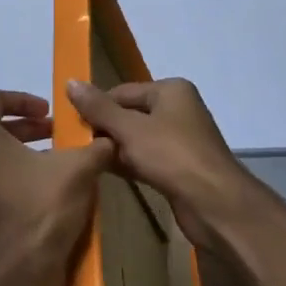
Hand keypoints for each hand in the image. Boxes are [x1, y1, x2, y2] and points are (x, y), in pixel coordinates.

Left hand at [0, 91, 113, 285]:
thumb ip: (94, 146)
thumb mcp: (80, 167)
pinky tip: (43, 191)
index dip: (23, 99)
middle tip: (56, 134)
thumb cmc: (44, 205)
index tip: (49, 113)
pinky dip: (13, 178)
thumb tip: (110, 139)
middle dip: (26, 129)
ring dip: (20, 154)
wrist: (23, 269)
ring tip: (54, 162)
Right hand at [64, 78, 254, 252]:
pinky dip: (128, 163)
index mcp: (170, 91)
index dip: (96, 107)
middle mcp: (177, 109)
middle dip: (104, 129)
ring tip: (85, 159)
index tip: (70, 125)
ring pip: (136, 138)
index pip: (122, 92)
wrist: (216, 204)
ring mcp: (180, 140)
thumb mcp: (130, 129)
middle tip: (75, 145)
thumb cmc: (172, 156)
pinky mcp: (179, 167)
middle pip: (129, 114)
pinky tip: (105, 172)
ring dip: (114, 148)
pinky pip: (146, 158)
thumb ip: (99, 108)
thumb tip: (70, 81)